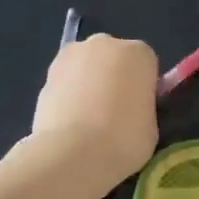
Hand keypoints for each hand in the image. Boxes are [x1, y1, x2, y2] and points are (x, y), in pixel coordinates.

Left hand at [28, 34, 158, 185]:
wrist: (73, 153)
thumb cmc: (124, 139)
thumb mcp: (152, 125)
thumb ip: (144, 106)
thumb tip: (133, 106)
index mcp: (138, 53)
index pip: (147, 64)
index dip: (145, 87)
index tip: (142, 108)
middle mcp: (104, 44)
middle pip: (115, 58)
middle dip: (116, 78)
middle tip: (117, 112)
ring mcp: (71, 56)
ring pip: (88, 67)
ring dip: (91, 84)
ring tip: (90, 120)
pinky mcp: (46, 74)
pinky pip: (67, 82)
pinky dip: (70, 95)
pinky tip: (71, 122)